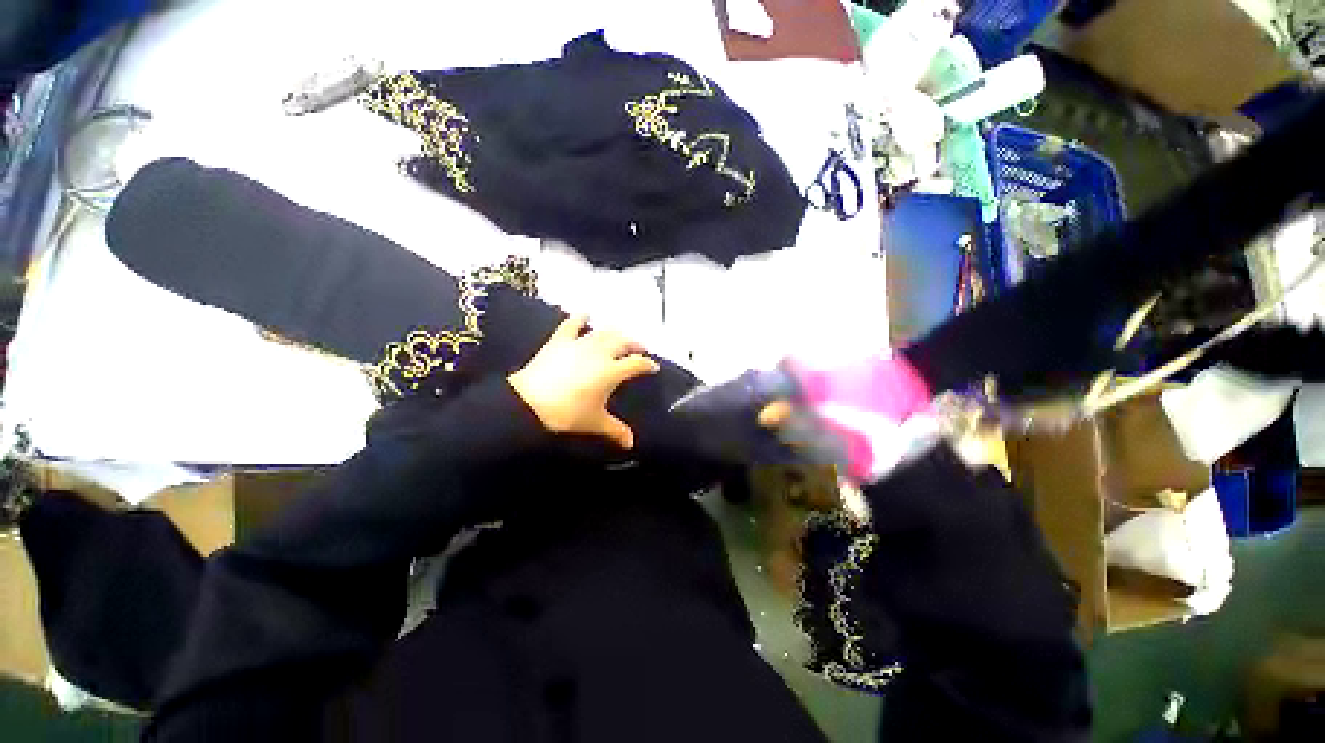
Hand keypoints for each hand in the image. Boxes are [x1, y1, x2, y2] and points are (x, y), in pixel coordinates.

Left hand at [509, 316, 659, 448]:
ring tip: (620, 337)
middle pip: (623, 342)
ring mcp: (579, 343)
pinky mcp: (560, 341)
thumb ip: (616, 430)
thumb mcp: (596, 423)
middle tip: (640, 349)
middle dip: (634, 344)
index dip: (647, 364)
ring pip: (603, 332)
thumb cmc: (568, 413)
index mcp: (612, 371)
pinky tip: (586, 314)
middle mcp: (600, 352)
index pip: (636, 363)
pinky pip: (572, 325)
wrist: (531, 403)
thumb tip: (631, 443)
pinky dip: (580, 318)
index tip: (653, 367)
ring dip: (615, 333)